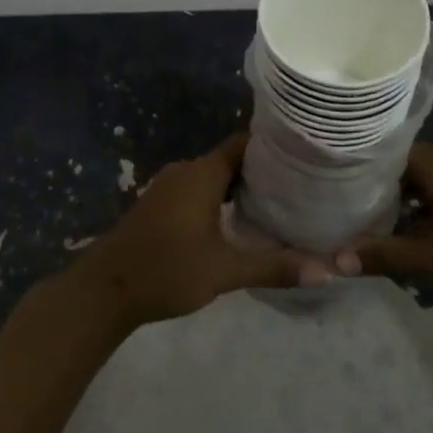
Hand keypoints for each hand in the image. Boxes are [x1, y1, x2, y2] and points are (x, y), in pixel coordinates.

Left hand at [68, 136, 331, 332]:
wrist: (106, 289)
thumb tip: (327, 272)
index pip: (245, 144)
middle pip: (231, 159)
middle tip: (299, 184)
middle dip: (262, 170)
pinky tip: (237, 219)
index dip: (273, 147)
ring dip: (240, 185)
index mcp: (203, 174)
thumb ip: (274, 267)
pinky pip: (197, 188)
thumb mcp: (225, 271)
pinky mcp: (159, 204)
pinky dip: (220, 196)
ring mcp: (168, 186)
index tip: (303, 156)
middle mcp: (186, 171)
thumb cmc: (167, 270)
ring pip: (213, 175)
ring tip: (277, 201)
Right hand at [346, 144, 432, 312]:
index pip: (384, 154)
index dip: (359, 173)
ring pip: (429, 178)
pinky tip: (423, 232)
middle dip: (382, 191)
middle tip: (353, 214)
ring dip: (409, 200)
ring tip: (382, 227)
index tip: (336, 191)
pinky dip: (432, 204)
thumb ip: (386, 256)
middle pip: (405, 166)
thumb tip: (335, 259)